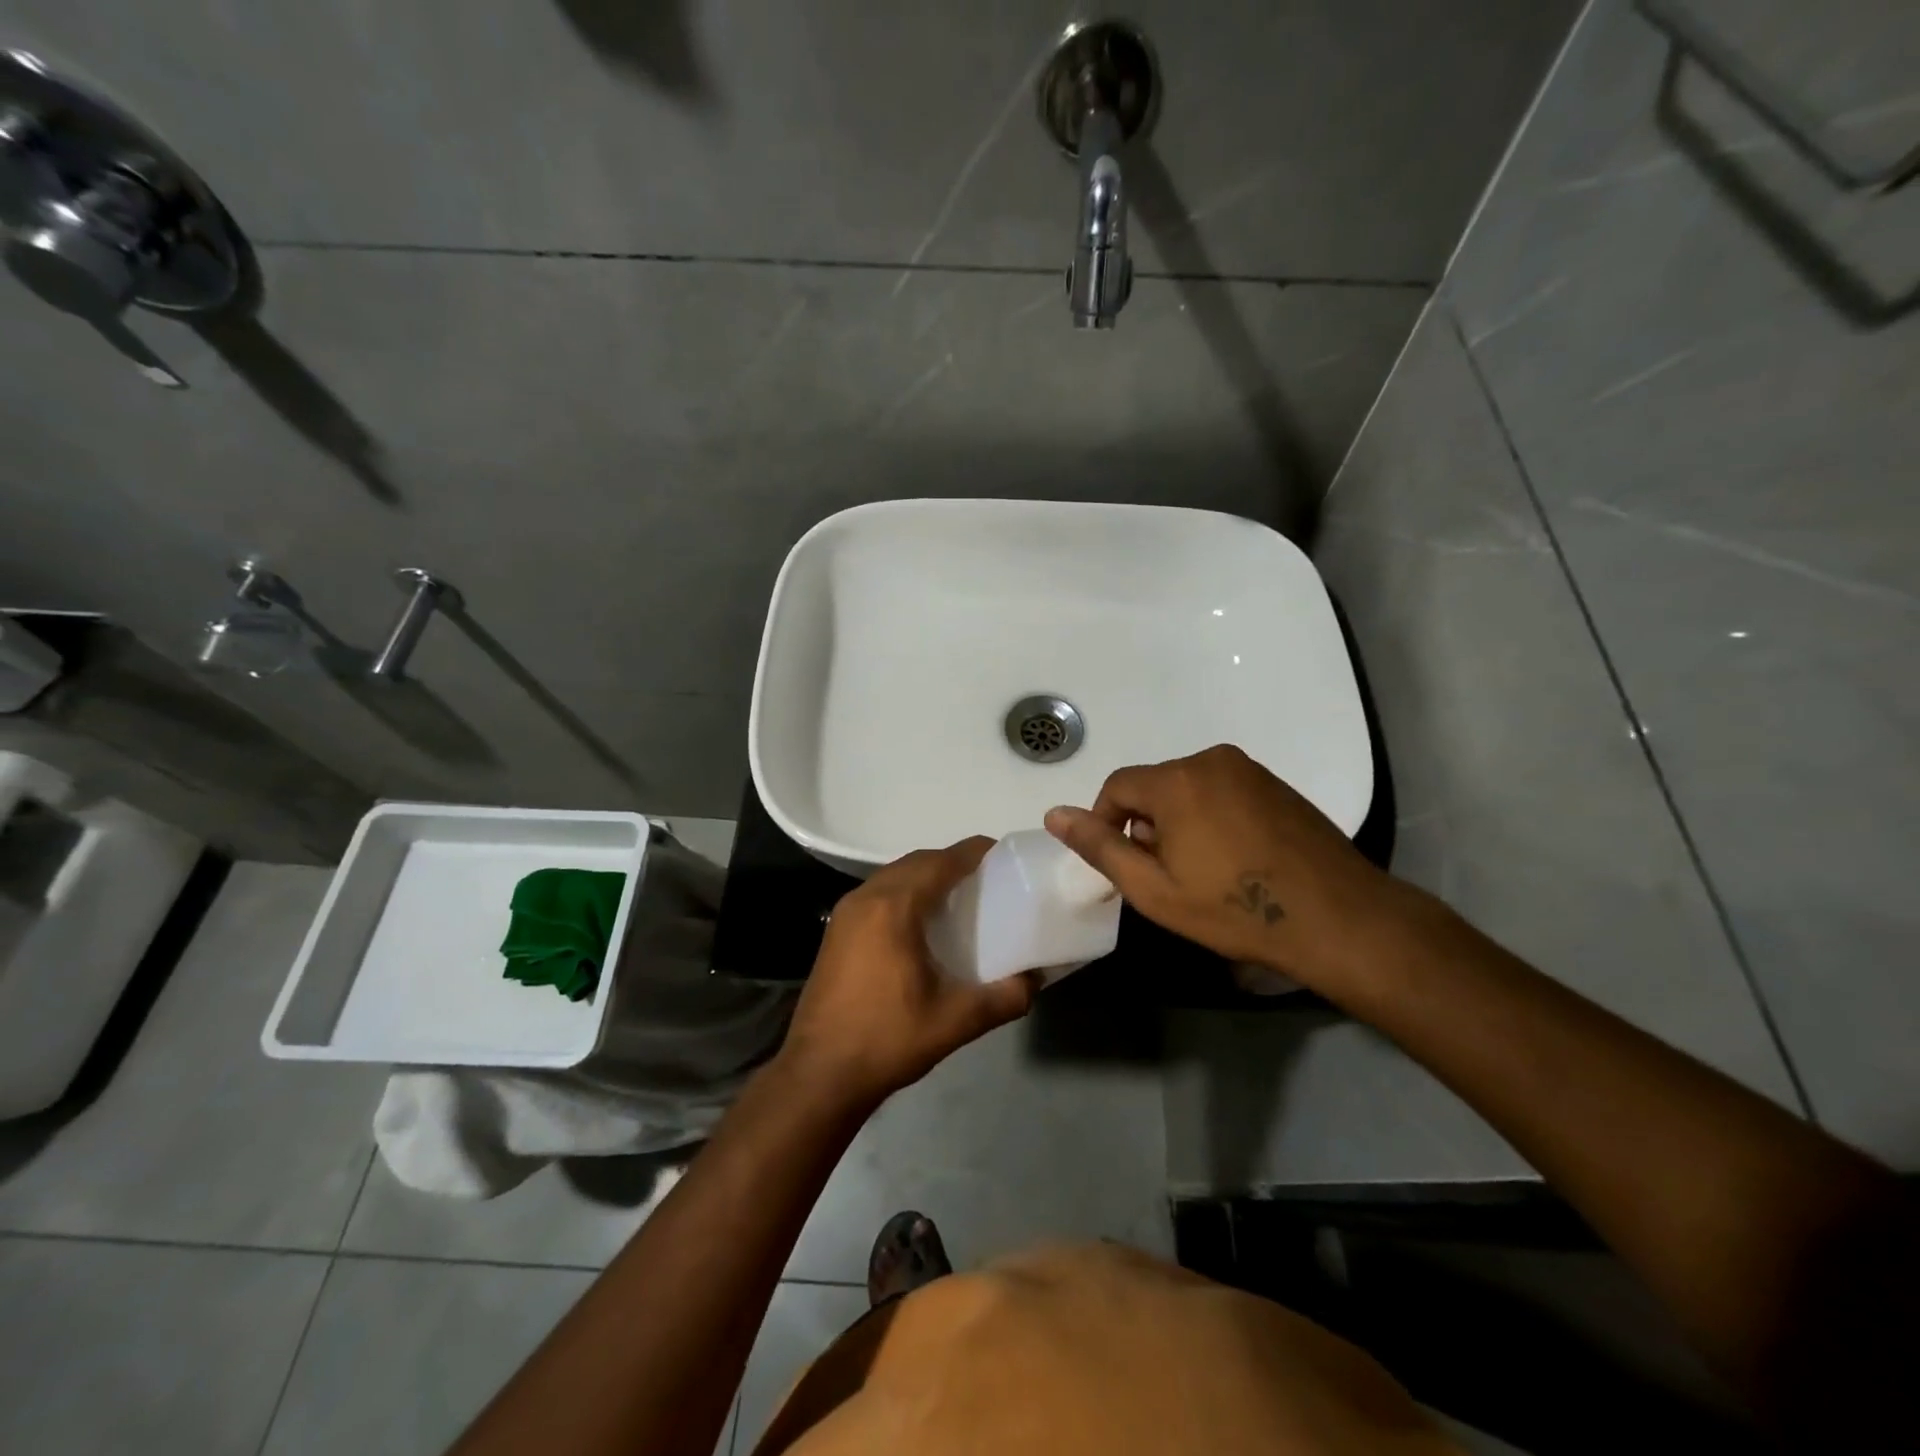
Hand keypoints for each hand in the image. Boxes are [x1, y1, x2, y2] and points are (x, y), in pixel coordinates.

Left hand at [778, 838, 1038, 1109]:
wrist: (819, 1074)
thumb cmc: (887, 1039)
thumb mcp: (955, 1021)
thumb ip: (1004, 997)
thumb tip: (1035, 979)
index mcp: (894, 907)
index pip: (941, 862)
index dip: (973, 853)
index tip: (1002, 855)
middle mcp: (866, 898)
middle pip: (916, 862)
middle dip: (951, 862)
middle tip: (986, 879)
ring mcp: (845, 913)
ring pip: (893, 875)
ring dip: (925, 876)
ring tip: (958, 897)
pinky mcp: (835, 931)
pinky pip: (877, 893)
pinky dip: (904, 892)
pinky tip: (921, 922)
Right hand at [1044, 745, 1416, 991]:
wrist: (1337, 918)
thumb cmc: (1234, 909)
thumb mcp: (1154, 888)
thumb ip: (1100, 847)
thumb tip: (1054, 814)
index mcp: (1176, 780)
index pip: (1117, 787)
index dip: (1106, 824)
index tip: (1123, 864)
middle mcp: (1210, 760)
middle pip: (1153, 786)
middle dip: (1146, 825)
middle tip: (1164, 874)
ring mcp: (1248, 770)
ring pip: (1188, 789)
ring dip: (1179, 822)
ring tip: (1201, 870)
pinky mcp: (1276, 784)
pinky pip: (1222, 791)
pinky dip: (1212, 817)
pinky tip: (1234, 859)